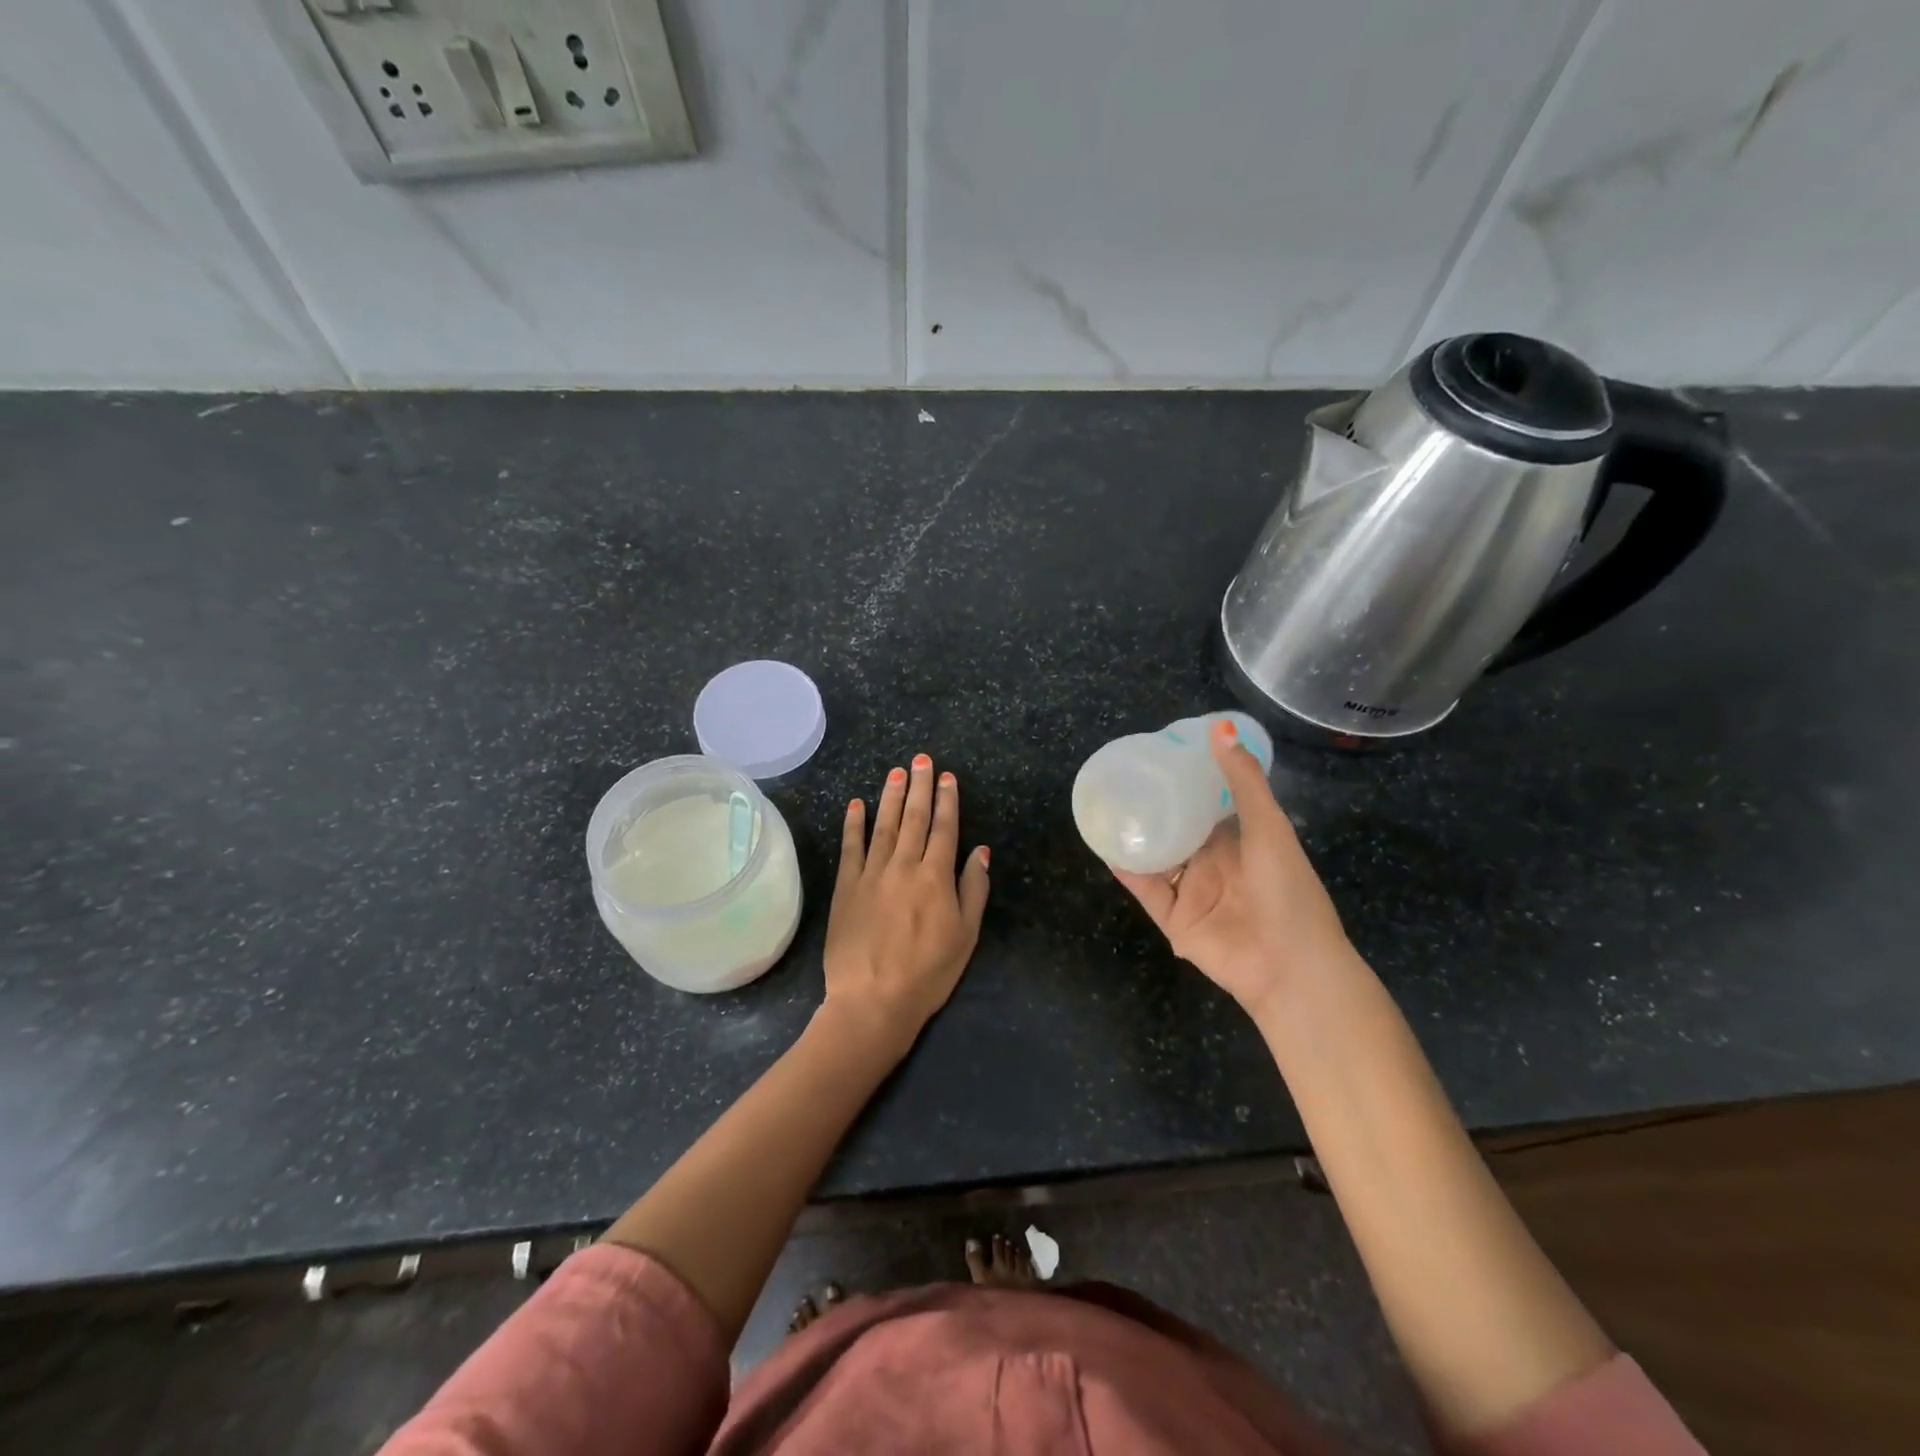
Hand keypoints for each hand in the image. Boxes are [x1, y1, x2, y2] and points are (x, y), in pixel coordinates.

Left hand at [823, 753, 990, 1055]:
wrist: (873, 1000)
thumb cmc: (928, 972)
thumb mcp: (965, 935)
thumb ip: (973, 889)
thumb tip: (980, 850)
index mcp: (936, 877)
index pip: (944, 828)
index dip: (947, 800)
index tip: (946, 777)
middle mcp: (904, 866)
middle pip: (914, 818)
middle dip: (919, 787)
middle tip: (921, 759)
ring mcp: (871, 874)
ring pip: (884, 826)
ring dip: (890, 797)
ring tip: (895, 772)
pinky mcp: (846, 888)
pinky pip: (851, 848)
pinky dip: (854, 824)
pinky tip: (856, 804)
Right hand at [1112, 720, 1353, 1016]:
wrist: (1290, 967)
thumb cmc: (1287, 890)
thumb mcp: (1268, 827)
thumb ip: (1242, 781)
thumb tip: (1220, 727)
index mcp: (1239, 840)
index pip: (1206, 803)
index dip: (1185, 779)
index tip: (1158, 753)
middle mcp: (1213, 862)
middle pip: (1176, 827)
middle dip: (1152, 805)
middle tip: (1121, 775)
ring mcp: (1192, 891)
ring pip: (1155, 856)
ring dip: (1134, 835)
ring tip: (1105, 805)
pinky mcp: (1174, 919)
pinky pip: (1145, 888)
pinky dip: (1126, 868)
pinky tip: (1105, 845)